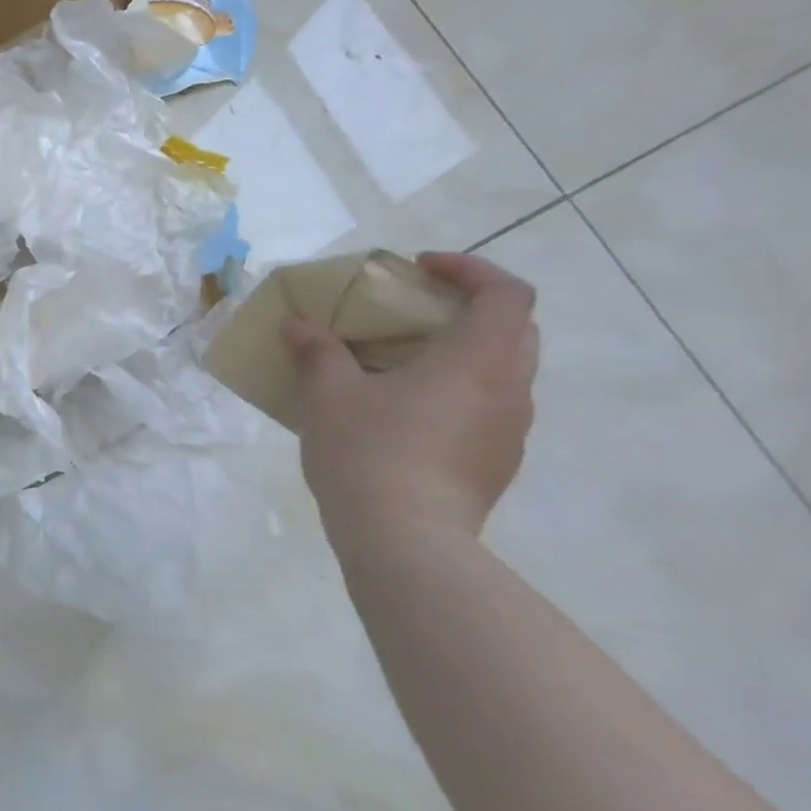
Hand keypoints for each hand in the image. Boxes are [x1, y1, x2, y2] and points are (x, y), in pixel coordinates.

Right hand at [284, 252, 539, 552]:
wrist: (405, 541)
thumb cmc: (370, 451)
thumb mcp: (329, 393)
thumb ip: (317, 351)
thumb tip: (297, 325)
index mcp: (479, 360)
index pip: (506, 292)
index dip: (469, 269)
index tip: (419, 269)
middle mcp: (510, 390)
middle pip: (512, 329)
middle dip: (464, 309)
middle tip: (410, 312)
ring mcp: (509, 432)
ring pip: (500, 372)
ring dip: (458, 354)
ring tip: (399, 364)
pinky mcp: (495, 465)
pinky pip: (485, 409)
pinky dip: (454, 392)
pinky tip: (403, 413)